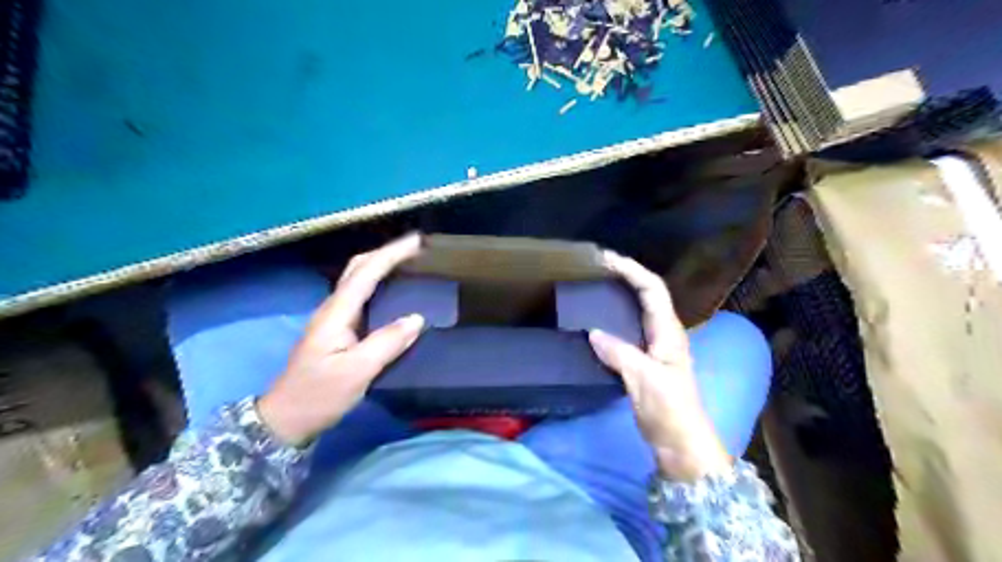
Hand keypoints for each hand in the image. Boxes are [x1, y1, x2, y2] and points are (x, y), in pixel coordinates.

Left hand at [254, 236, 422, 445]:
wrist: (286, 419)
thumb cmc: (318, 395)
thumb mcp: (355, 372)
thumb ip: (386, 343)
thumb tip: (417, 318)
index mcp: (336, 313)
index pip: (365, 272)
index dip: (391, 254)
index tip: (417, 242)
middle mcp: (334, 308)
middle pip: (358, 268)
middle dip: (387, 253)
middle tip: (417, 249)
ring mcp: (335, 318)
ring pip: (359, 279)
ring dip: (383, 265)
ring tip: (411, 263)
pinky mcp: (339, 330)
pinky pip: (363, 296)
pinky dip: (380, 284)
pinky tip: (395, 292)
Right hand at [588, 253, 733, 479]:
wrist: (680, 443)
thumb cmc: (669, 409)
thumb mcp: (644, 379)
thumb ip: (619, 353)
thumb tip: (592, 332)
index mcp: (668, 332)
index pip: (652, 289)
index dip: (632, 270)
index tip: (606, 259)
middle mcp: (664, 333)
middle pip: (647, 294)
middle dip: (625, 276)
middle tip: (596, 268)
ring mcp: (655, 347)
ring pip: (638, 310)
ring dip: (620, 294)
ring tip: (594, 287)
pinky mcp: (645, 360)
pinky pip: (628, 329)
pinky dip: (614, 318)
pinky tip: (598, 322)